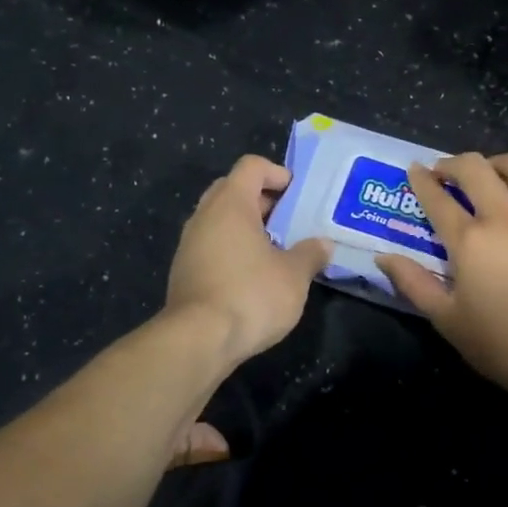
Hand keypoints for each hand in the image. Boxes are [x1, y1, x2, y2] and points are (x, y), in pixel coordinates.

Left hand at [166, 155, 330, 366]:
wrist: (199, 339)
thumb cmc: (251, 295)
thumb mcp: (294, 276)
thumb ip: (310, 254)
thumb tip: (323, 244)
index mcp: (231, 204)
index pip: (251, 166)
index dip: (277, 173)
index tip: (298, 195)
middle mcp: (204, 216)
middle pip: (232, 189)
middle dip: (262, 200)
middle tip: (289, 220)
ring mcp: (189, 244)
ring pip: (220, 220)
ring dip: (247, 227)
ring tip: (276, 249)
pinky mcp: (184, 271)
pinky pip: (211, 245)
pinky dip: (232, 249)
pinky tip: (253, 275)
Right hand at [377, 153, 507, 406]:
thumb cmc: (506, 345)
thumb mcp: (448, 321)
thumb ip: (414, 284)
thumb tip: (383, 257)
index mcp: (470, 240)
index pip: (437, 198)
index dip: (421, 180)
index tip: (415, 171)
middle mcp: (506, 215)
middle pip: (475, 168)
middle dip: (454, 163)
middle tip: (447, 172)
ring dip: (498, 164)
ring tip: (493, 175)